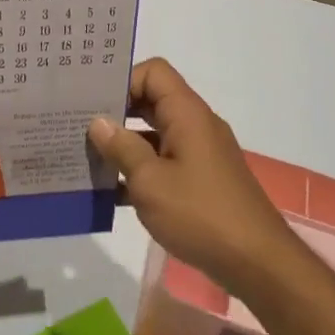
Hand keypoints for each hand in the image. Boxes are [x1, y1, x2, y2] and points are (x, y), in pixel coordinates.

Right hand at [88, 59, 301, 298]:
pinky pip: (164, 161)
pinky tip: (111, 192)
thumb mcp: (150, 181)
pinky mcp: (201, 180)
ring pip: (154, 134)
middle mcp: (195, 125)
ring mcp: (200, 153)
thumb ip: (122, 147)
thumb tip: (98, 122)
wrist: (256, 262)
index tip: (93, 101)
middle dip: (116, 112)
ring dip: (124, 144)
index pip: (153, 72)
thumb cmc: (200, 213)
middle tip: (78, 125)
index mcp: (187, 114)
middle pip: (152, 101)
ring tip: (87, 157)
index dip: (123, 80)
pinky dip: (140, 170)